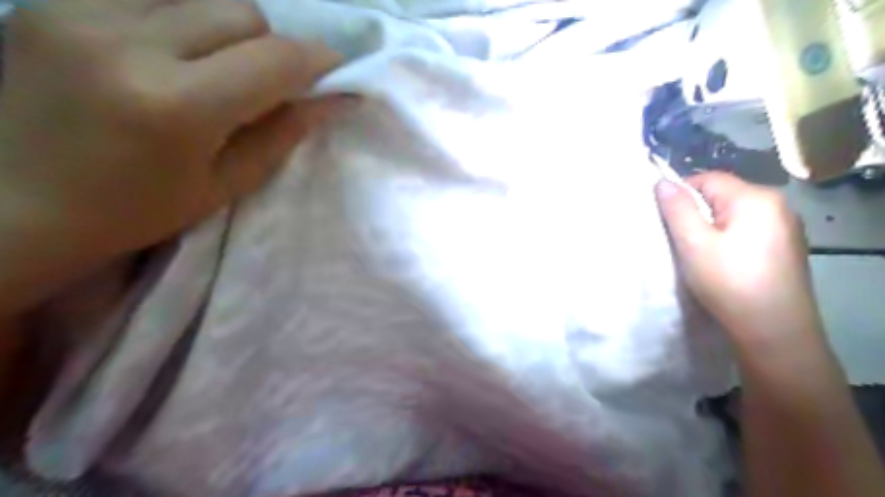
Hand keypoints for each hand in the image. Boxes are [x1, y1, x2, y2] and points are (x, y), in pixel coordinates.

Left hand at [0, 0, 345, 261]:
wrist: (15, 203)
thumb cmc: (137, 209)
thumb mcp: (224, 185)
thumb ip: (282, 135)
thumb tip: (334, 100)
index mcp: (180, 107)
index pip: (274, 58)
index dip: (316, 59)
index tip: (332, 70)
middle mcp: (130, 43)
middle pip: (242, 11)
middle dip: (268, 46)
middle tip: (259, 83)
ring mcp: (80, 11)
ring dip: (225, 29)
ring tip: (208, 68)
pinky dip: (178, 17)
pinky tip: (165, 53)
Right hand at [656, 173, 823, 346]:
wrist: (774, 331)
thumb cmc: (728, 282)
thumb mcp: (693, 243)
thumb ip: (677, 209)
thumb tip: (662, 182)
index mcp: (756, 198)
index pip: (708, 179)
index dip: (681, 194)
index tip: (667, 221)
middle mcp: (778, 205)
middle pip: (723, 195)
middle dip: (698, 212)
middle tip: (682, 241)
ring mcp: (787, 227)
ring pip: (735, 214)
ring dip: (713, 227)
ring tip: (701, 253)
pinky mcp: (787, 247)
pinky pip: (750, 230)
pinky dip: (731, 238)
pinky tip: (725, 262)